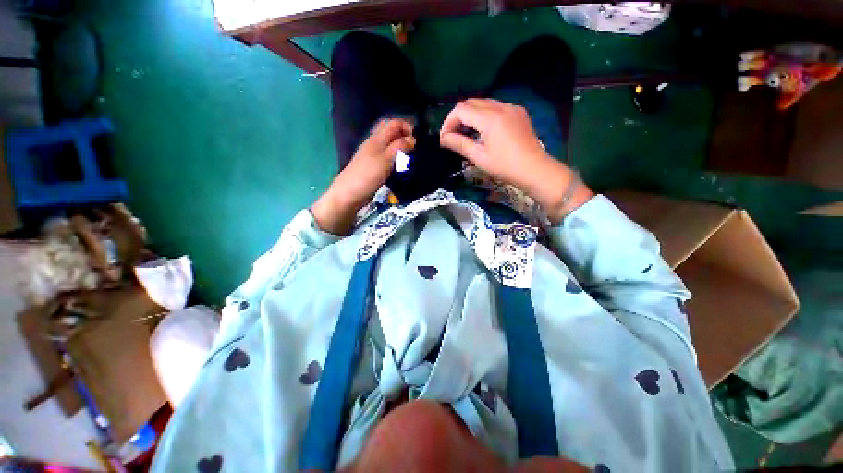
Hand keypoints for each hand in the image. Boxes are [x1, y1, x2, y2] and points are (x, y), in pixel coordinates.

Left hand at [312, 118, 414, 234]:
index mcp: (377, 138)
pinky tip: (401, 165)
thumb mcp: (386, 159)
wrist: (350, 194)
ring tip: (411, 155)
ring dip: (400, 146)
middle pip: (389, 130)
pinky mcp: (373, 166)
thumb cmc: (368, 175)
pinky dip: (395, 157)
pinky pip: (387, 156)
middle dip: (403, 134)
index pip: (394, 123)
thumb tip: (413, 139)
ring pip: (388, 144)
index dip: (407, 127)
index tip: (418, 140)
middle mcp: (374, 143)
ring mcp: (373, 155)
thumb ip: (399, 147)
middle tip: (414, 146)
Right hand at [440, 99, 591, 222]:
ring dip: (471, 116)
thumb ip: (459, 144)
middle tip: (453, 136)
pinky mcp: (519, 113)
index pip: (461, 110)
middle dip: (458, 117)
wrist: (535, 169)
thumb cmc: (505, 166)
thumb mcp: (479, 157)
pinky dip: (484, 115)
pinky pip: (496, 107)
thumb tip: (443, 138)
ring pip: (484, 103)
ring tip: (466, 134)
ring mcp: (512, 108)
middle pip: (471, 103)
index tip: (445, 138)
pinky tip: (484, 131)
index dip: (448, 122)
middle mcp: (501, 106)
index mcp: (490, 118)